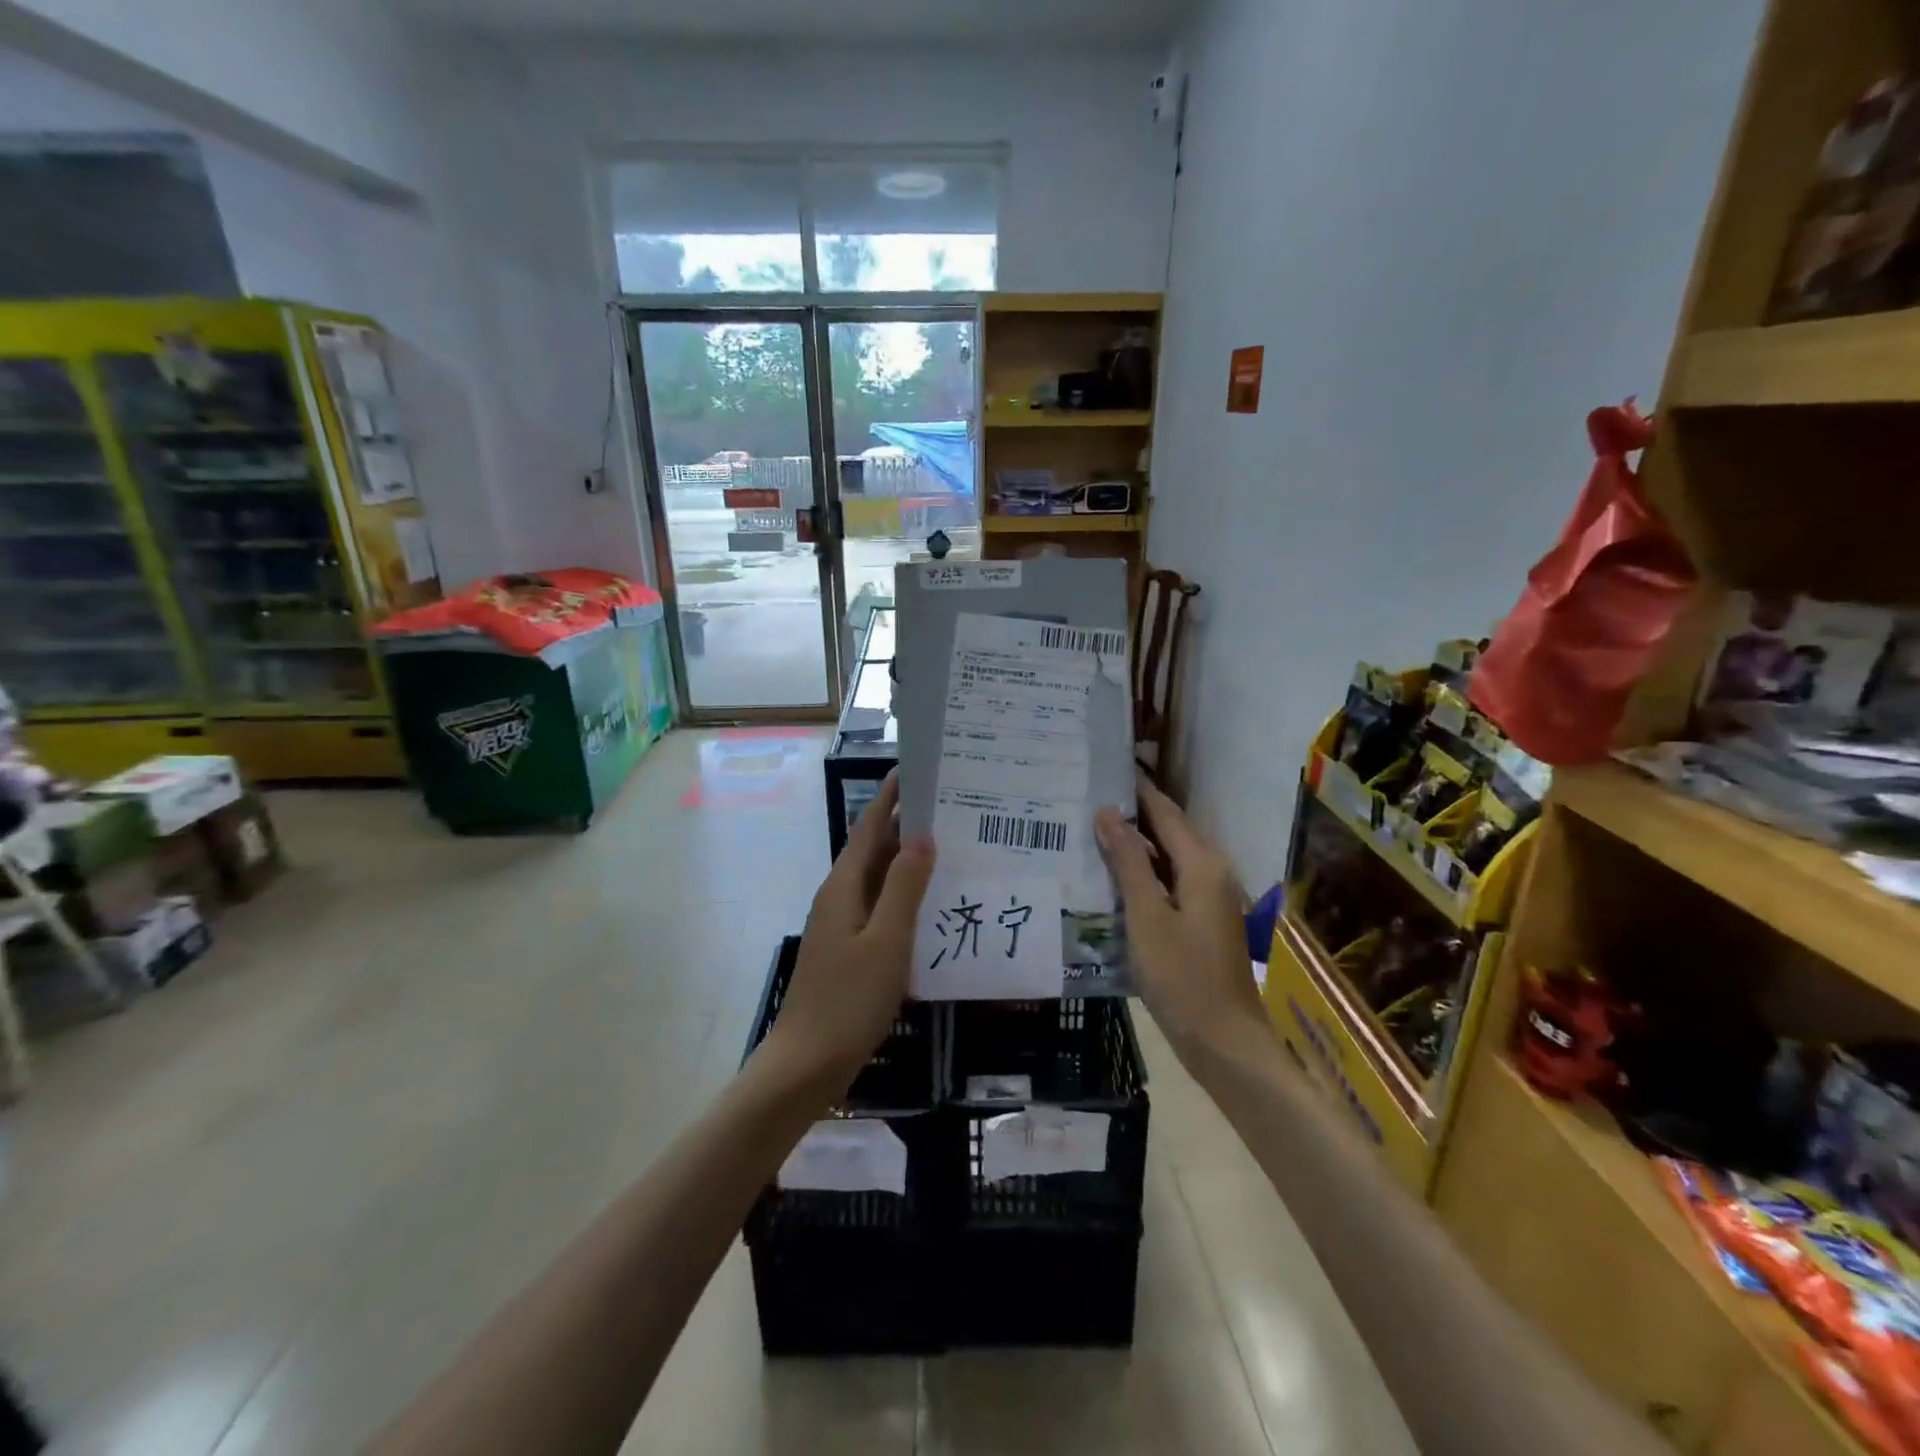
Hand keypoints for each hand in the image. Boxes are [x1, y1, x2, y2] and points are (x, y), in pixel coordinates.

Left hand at [767, 772, 935, 1097]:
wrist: (806, 1065)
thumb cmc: (848, 1000)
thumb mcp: (886, 941)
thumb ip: (905, 887)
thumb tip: (922, 835)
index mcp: (843, 887)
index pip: (869, 828)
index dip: (891, 798)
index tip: (917, 770)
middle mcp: (839, 898)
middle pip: (874, 851)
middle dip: (907, 827)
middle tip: (952, 811)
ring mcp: (842, 926)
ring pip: (879, 882)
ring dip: (909, 863)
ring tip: (951, 850)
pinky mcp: (849, 951)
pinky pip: (881, 910)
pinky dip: (906, 898)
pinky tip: (933, 908)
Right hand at [1095, 776, 1268, 1058]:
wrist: (1225, 1043)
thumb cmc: (1183, 978)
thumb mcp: (1147, 918)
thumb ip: (1129, 863)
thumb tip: (1109, 814)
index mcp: (1202, 864)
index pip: (1164, 811)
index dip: (1136, 788)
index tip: (1104, 767)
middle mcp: (1211, 872)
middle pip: (1168, 830)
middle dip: (1131, 813)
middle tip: (1086, 797)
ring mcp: (1209, 897)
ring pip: (1168, 857)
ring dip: (1134, 843)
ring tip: (1090, 830)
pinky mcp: (1202, 920)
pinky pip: (1169, 881)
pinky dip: (1143, 872)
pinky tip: (1112, 877)